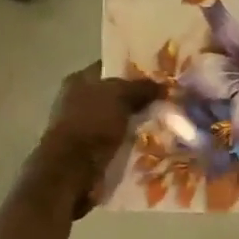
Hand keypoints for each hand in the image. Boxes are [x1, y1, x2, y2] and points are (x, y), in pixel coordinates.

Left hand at [31, 65, 161, 213]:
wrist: (71, 170)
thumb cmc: (92, 124)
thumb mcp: (120, 97)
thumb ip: (141, 87)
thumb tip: (163, 85)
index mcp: (79, 80)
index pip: (111, 67)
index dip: (135, 70)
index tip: (160, 76)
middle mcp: (77, 101)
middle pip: (115, 95)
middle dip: (139, 100)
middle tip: (167, 103)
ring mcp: (81, 127)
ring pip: (118, 121)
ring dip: (136, 125)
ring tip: (164, 127)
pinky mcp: (87, 152)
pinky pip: (115, 143)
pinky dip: (130, 145)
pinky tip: (149, 146)